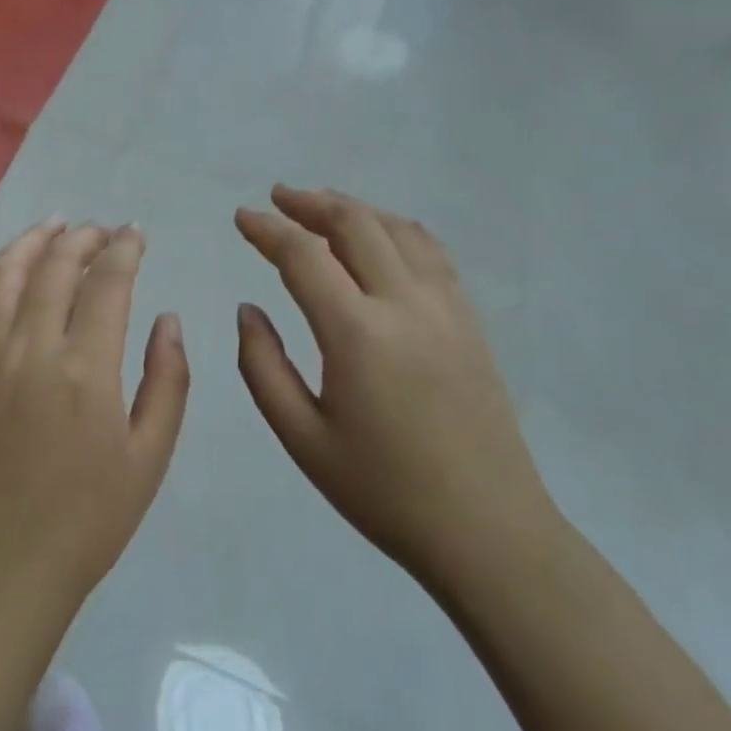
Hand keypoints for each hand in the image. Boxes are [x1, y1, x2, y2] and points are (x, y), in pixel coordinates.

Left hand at [0, 222, 190, 619]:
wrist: (3, 570)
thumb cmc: (88, 520)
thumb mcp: (150, 457)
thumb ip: (167, 381)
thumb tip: (167, 319)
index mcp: (85, 369)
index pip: (108, 282)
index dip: (125, 249)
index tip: (136, 233)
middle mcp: (31, 349)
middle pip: (54, 266)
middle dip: (83, 238)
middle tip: (102, 231)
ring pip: (3, 275)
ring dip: (30, 241)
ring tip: (53, 226)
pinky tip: (0, 271)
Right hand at [234, 187, 557, 594]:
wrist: (489, 532)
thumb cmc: (385, 492)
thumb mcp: (303, 439)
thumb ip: (263, 367)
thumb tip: (249, 310)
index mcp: (358, 334)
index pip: (303, 256)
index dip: (267, 230)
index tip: (242, 217)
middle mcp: (405, 304)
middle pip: (354, 224)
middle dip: (309, 203)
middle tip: (277, 197)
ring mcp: (446, 307)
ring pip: (396, 228)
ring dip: (353, 208)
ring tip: (321, 206)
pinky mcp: (469, 320)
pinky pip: (430, 251)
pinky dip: (395, 228)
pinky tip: (381, 235)